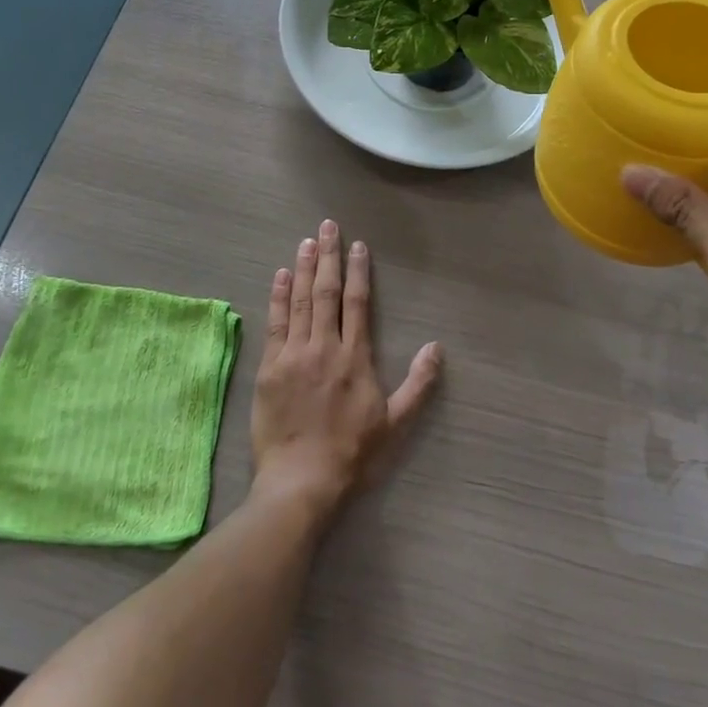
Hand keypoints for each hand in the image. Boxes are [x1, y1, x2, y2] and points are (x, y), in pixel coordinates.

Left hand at [251, 220, 442, 515]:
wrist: (301, 480)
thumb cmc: (351, 453)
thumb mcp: (395, 423)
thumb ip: (418, 383)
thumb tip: (437, 347)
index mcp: (355, 357)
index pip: (358, 302)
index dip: (358, 271)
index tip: (357, 245)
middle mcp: (324, 346)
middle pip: (326, 291)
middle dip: (327, 256)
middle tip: (327, 226)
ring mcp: (294, 354)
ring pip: (299, 300)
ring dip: (302, 268)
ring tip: (305, 241)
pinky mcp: (270, 367)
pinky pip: (275, 323)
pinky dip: (278, 296)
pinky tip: (279, 276)